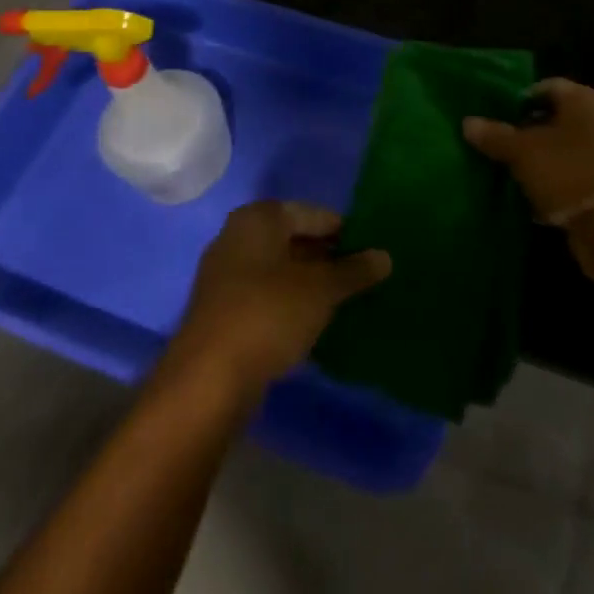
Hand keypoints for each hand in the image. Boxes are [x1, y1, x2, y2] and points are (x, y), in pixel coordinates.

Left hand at [166, 201, 390, 401]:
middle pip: (295, 239)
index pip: (315, 214)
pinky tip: (312, 322)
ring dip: (310, 282)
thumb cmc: (269, 314)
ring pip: (280, 269)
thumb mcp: (322, 290)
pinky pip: (266, 294)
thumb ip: (355, 270)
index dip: (346, 233)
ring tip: (343, 300)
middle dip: (328, 257)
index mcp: (259, 218)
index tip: (372, 254)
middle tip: (362, 278)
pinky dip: (289, 302)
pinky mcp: (221, 309)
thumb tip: (385, 256)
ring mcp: (225, 274)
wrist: (208, 379)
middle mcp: (237, 236)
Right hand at [463, 78, 593, 286]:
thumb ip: (495, 135)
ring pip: (563, 145)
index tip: (496, 115)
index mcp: (583, 99)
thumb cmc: (567, 172)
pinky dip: (553, 177)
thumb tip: (467, 122)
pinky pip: (572, 171)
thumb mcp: (523, 152)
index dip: (519, 98)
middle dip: (527, 128)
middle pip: (555, 116)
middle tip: (499, 141)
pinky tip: (531, 190)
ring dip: (539, 155)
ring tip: (509, 167)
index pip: (546, 86)